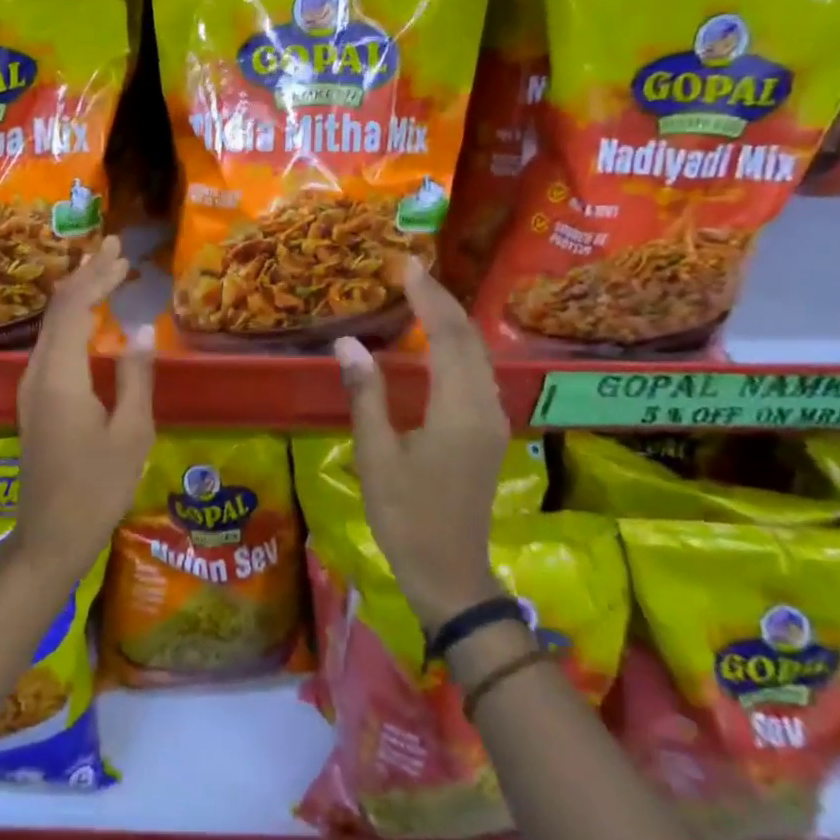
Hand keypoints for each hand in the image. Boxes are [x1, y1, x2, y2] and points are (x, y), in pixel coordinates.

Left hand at [14, 236, 155, 585]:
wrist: (50, 536)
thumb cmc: (97, 488)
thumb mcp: (131, 434)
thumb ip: (135, 377)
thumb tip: (141, 330)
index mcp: (60, 375)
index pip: (74, 308)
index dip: (98, 276)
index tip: (122, 253)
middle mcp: (37, 372)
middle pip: (58, 310)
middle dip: (86, 276)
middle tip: (115, 249)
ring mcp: (30, 387)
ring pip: (52, 326)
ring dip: (79, 296)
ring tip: (106, 274)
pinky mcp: (34, 401)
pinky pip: (51, 345)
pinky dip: (72, 321)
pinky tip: (89, 320)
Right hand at [334, 255, 510, 631]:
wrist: (449, 572)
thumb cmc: (406, 516)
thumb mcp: (376, 455)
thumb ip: (366, 395)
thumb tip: (348, 342)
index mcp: (459, 410)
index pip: (449, 337)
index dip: (429, 299)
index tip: (406, 267)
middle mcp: (485, 407)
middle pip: (470, 340)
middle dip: (443, 301)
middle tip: (411, 272)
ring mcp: (491, 421)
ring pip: (477, 356)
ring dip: (452, 322)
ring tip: (421, 296)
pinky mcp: (487, 433)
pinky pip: (475, 375)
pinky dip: (456, 348)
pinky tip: (435, 344)